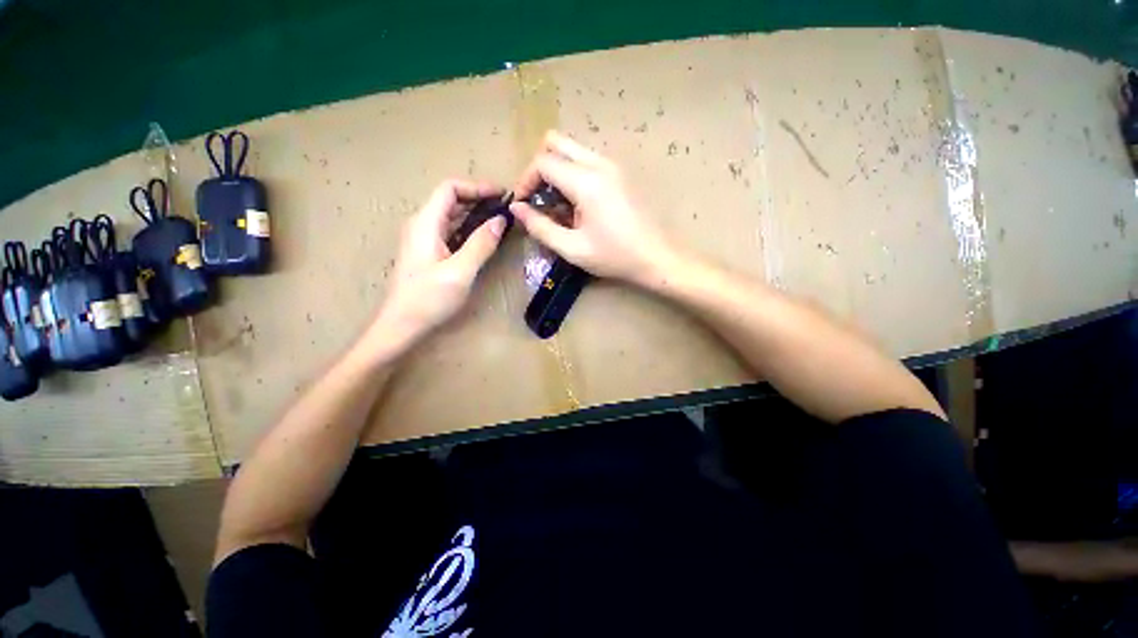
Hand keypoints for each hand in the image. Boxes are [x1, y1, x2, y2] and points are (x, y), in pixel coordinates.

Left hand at [370, 179, 506, 349]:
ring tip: (500, 221)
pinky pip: (450, 232)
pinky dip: (469, 229)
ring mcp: (423, 240)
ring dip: (475, 214)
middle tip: (506, 209)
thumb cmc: (428, 299)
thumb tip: (501, 220)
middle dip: (479, 199)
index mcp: (426, 223)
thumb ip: (481, 244)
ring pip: (451, 216)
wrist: (401, 325)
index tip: (502, 195)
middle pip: (450, 200)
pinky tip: (484, 239)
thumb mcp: (460, 271)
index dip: (477, 187)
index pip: (450, 189)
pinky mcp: (428, 253)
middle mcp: (422, 225)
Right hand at [510, 130, 675, 284]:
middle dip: (539, 167)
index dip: (525, 180)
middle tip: (538, 197)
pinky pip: (588, 161)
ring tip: (558, 206)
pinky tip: (578, 205)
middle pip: (556, 142)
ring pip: (573, 150)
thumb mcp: (572, 249)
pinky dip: (573, 175)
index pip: (543, 162)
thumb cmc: (615, 257)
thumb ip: (540, 227)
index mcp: (587, 182)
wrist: (657, 257)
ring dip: (557, 171)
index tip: (522, 204)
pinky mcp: (621, 173)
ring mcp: (614, 165)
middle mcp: (600, 163)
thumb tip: (516, 209)